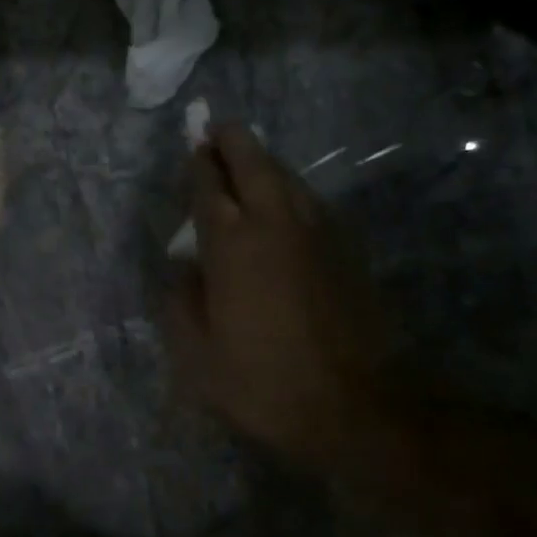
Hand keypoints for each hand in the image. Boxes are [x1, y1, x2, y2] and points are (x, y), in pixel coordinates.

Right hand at [166, 123, 399, 477]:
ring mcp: (319, 233)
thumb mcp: (196, 354)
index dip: (198, 165)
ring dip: (264, 163)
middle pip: (254, 164)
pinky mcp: (348, 250)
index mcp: (232, 244)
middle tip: (217, 130)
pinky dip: (290, 190)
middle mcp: (276, 223)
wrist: (355, 407)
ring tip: (246, 160)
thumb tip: (183, 267)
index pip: (210, 187)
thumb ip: (181, 301)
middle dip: (233, 142)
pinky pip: (311, 202)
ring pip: (288, 178)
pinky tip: (283, 202)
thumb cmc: (262, 382)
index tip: (191, 148)